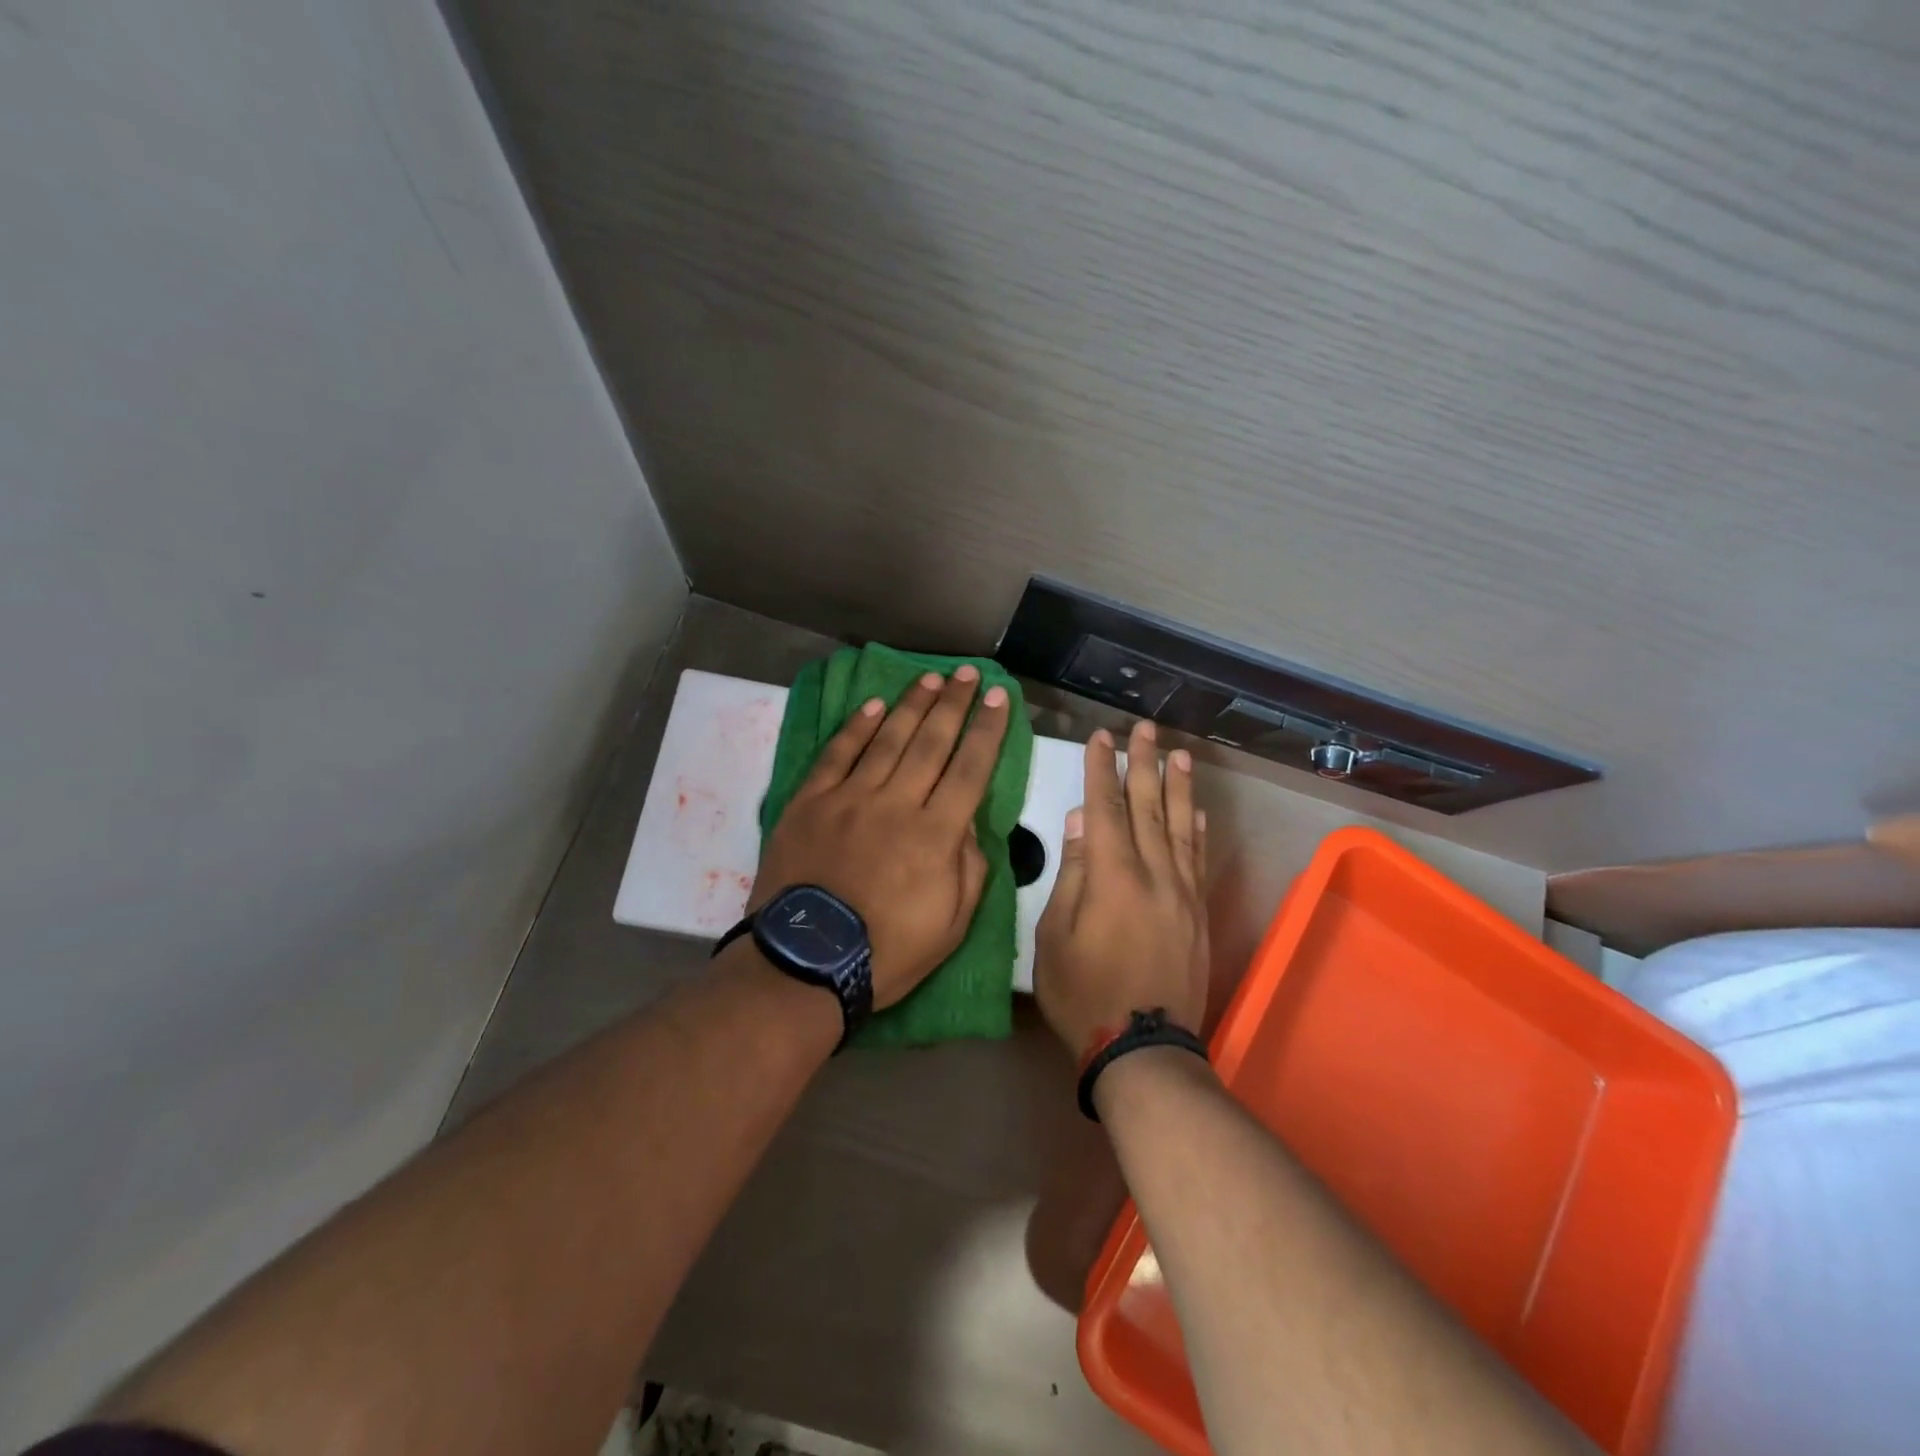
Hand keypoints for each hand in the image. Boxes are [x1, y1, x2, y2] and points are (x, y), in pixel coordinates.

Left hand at [753, 667, 1010, 1008]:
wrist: (805, 964)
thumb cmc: (887, 952)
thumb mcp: (952, 925)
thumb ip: (969, 867)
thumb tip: (967, 821)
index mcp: (935, 834)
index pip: (970, 768)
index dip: (987, 730)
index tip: (998, 698)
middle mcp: (896, 803)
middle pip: (931, 742)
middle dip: (954, 704)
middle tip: (968, 674)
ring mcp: (849, 798)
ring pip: (887, 739)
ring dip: (912, 705)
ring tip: (931, 679)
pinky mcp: (810, 802)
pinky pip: (836, 754)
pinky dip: (855, 728)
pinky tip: (872, 705)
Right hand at [1036, 721, 1209, 1057]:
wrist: (1142, 1048)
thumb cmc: (1083, 993)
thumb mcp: (1056, 936)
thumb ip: (1072, 875)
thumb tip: (1081, 823)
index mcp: (1113, 878)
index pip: (1107, 809)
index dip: (1102, 770)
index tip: (1101, 737)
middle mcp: (1154, 875)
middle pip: (1149, 808)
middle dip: (1144, 764)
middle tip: (1144, 728)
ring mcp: (1182, 894)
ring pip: (1181, 827)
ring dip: (1178, 787)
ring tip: (1178, 753)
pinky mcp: (1198, 914)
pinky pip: (1199, 861)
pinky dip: (1198, 831)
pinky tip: (1198, 811)